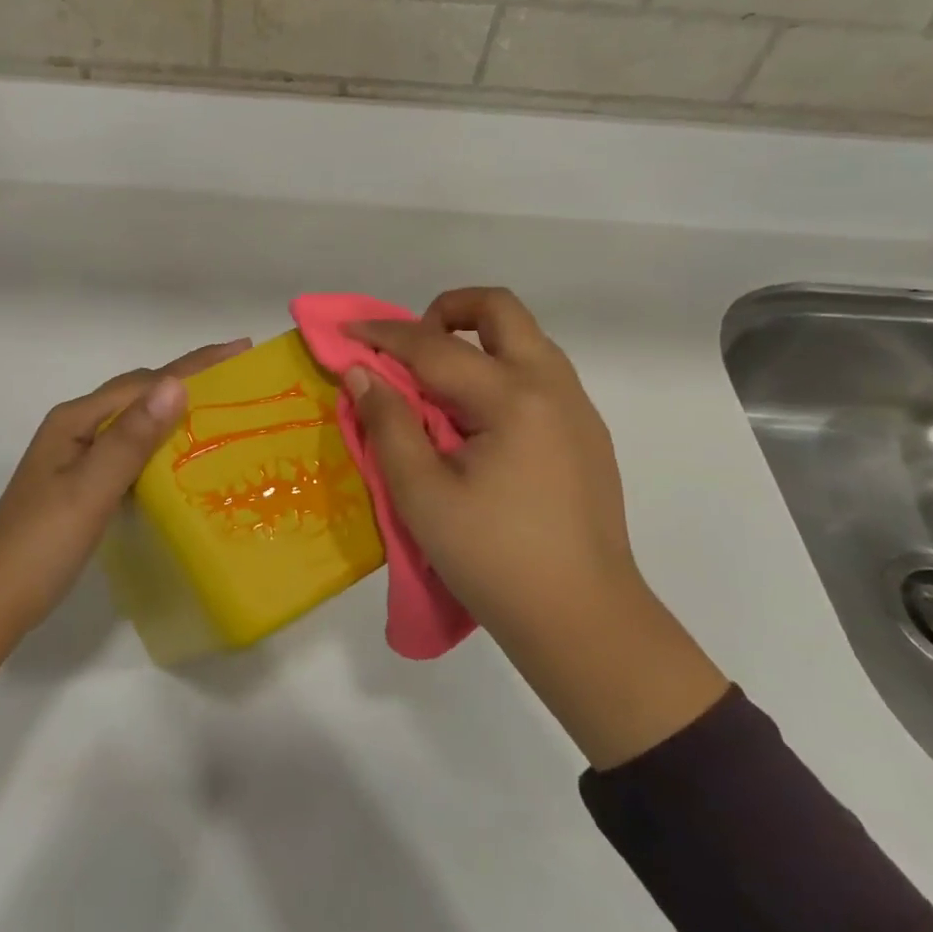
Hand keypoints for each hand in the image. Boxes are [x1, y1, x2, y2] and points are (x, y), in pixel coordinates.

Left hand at [0, 338, 249, 737]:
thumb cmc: (42, 542)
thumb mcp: (91, 488)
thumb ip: (132, 438)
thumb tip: (176, 384)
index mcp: (77, 419)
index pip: (145, 382)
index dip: (194, 364)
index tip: (240, 348)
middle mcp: (78, 427)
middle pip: (141, 393)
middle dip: (190, 380)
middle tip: (240, 379)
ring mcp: (79, 455)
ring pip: (138, 422)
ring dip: (178, 412)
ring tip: (223, 412)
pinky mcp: (85, 482)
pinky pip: (132, 451)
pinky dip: (162, 446)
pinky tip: (185, 459)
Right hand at [347, 288, 725, 768]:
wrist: (583, 622)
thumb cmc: (493, 559)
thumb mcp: (422, 495)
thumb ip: (388, 424)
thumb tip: (361, 373)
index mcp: (513, 398)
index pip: (435, 346)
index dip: (383, 335)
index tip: (345, 332)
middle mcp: (553, 386)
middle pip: (499, 309)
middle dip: (446, 311)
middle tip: (409, 350)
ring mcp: (577, 408)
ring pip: (524, 339)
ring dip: (475, 341)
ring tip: (435, 388)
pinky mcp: (586, 434)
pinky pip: (538, 374)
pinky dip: (497, 371)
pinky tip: (475, 425)